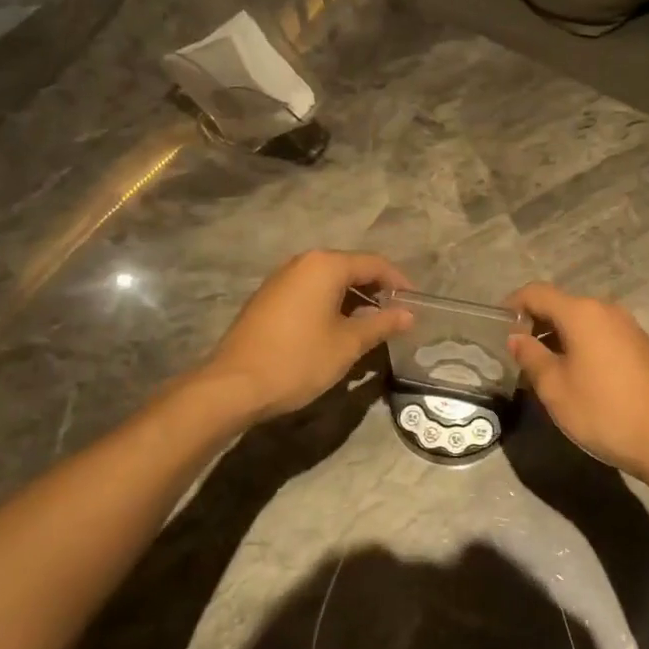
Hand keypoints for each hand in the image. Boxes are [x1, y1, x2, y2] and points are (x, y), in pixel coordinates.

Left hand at [201, 251, 412, 420]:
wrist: (233, 385)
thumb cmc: (298, 360)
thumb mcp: (348, 344)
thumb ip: (381, 324)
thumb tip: (408, 315)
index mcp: (325, 266)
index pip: (373, 264)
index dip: (398, 282)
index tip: (415, 304)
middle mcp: (302, 263)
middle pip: (350, 268)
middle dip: (376, 290)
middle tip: (396, 316)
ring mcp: (281, 280)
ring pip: (328, 282)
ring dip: (353, 300)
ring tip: (371, 327)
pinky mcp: (268, 299)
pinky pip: (310, 293)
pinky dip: (330, 306)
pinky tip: (338, 331)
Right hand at [505, 283, 648, 487]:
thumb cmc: (602, 410)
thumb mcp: (554, 387)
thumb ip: (530, 356)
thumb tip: (516, 337)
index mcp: (581, 313)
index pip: (536, 293)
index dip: (513, 305)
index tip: (497, 327)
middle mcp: (606, 309)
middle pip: (561, 304)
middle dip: (535, 323)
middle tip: (517, 353)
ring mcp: (627, 326)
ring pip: (582, 320)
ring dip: (558, 336)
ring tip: (543, 367)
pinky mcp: (640, 345)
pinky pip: (601, 334)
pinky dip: (581, 344)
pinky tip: (576, 374)